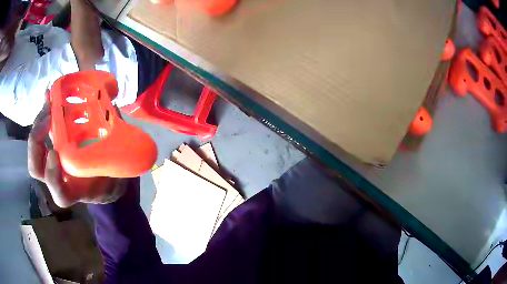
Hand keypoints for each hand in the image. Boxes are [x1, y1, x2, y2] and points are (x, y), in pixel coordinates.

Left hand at [28, 102, 125, 207]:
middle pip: (36, 168)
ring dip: (39, 124)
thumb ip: (112, 149)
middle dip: (37, 142)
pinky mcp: (53, 145)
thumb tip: (112, 112)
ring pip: (36, 149)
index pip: (59, 192)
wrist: (104, 177)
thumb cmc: (111, 176)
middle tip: (49, 115)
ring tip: (49, 100)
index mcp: (75, 189)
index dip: (53, 177)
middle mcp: (59, 177)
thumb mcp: (115, 168)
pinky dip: (43, 114)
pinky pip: (42, 132)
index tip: (55, 153)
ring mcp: (54, 160)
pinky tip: (49, 95)